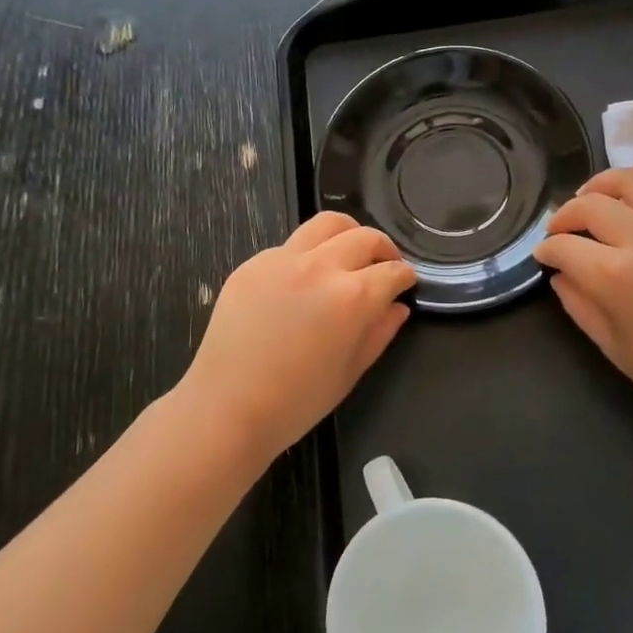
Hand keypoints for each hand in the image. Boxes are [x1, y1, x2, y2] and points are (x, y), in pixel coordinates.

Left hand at [179, 213, 414, 459]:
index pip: (393, 271)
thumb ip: (380, 332)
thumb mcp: (351, 372)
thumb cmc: (297, 402)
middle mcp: (321, 267)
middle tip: (383, 266)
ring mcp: (282, 260)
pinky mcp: (252, 264)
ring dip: (348, 234)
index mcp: (353, 296)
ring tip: (348, 255)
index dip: (405, 277)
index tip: (406, 284)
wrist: (227, 408)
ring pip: (326, 224)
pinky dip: (308, 253)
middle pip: (365, 237)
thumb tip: (397, 307)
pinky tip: (303, 280)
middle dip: (383, 249)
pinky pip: (290, 245)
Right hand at [532, 163, 632, 433]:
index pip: (564, 246)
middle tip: (562, 230)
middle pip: (590, 205)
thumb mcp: (611, 344)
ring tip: (593, 197)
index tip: (545, 255)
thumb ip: (578, 302)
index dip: (546, 249)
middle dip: (565, 216)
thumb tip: (560, 272)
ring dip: (601, 184)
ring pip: (630, 180)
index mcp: (615, 277)